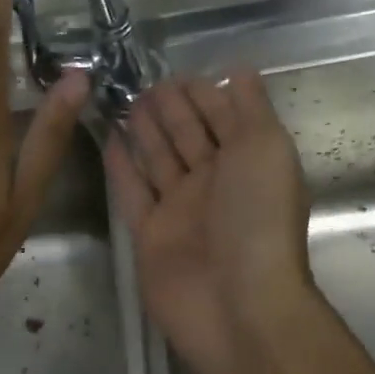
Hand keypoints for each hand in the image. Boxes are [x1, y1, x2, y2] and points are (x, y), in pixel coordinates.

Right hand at [104, 72, 313, 373]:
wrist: (237, 303)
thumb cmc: (258, 218)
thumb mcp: (266, 148)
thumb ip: (251, 108)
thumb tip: (241, 70)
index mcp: (248, 161)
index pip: (223, 116)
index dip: (202, 93)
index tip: (175, 72)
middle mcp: (215, 183)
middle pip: (188, 135)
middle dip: (170, 108)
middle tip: (142, 82)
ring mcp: (180, 210)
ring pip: (158, 160)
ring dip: (145, 131)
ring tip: (124, 101)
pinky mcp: (150, 234)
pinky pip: (132, 193)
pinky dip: (121, 167)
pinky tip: (108, 139)